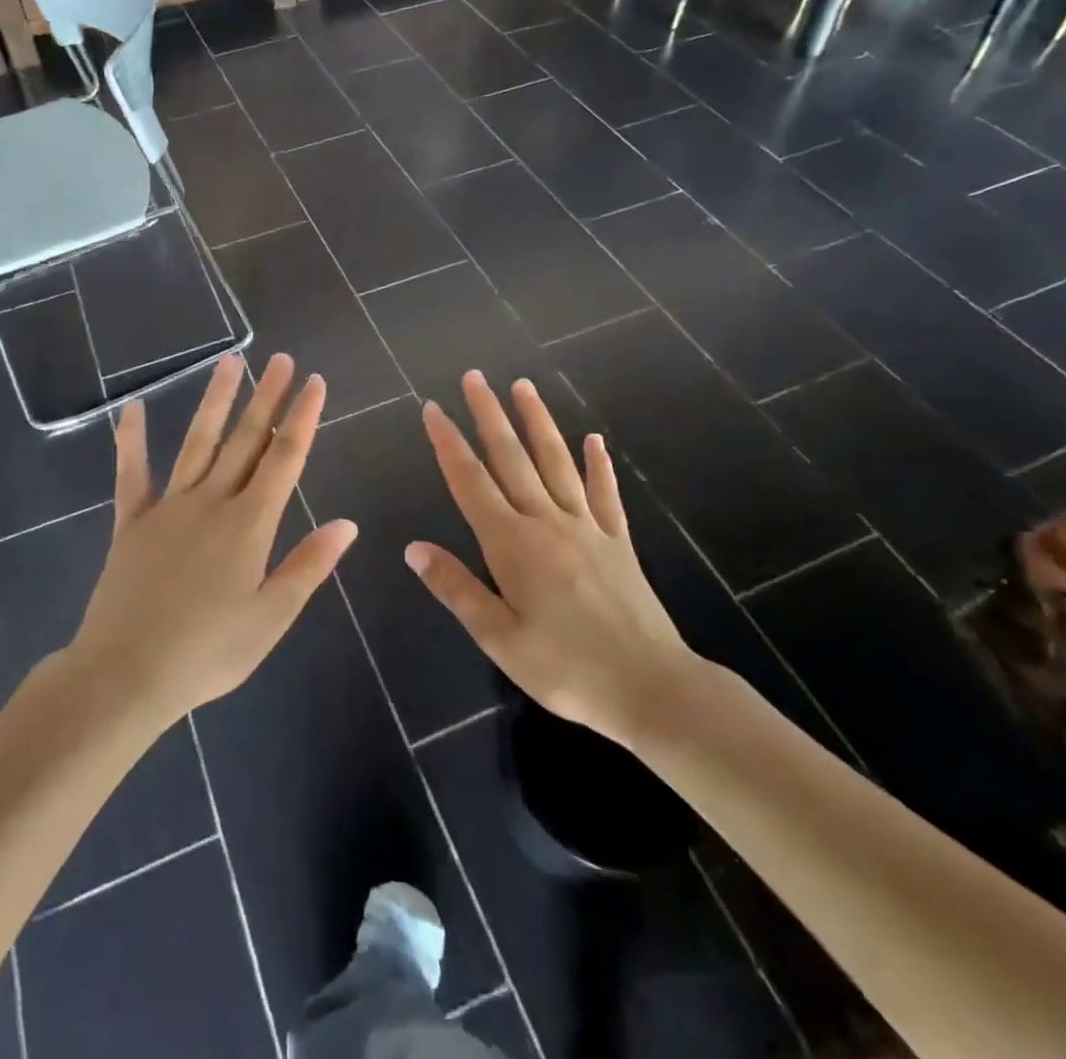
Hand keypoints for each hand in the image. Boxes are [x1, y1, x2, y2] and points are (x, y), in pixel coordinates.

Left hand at [69, 353, 357, 725]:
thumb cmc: (208, 653)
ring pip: (198, 443)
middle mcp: (212, 502)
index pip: (285, 458)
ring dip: (216, 402)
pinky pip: (132, 474)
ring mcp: (168, 507)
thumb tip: (347, 524)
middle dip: (267, 397)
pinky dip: (131, 441)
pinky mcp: (131, 522)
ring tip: (231, 362)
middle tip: (281, 360)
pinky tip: (131, 409)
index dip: (303, 418)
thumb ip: (308, 566)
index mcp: (250, 524)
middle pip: (246, 440)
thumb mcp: (271, 617)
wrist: (126, 674)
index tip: (315, 382)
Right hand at [407, 370, 708, 740]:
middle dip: (489, 415)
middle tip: (474, 377)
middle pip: (512, 458)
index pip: (471, 482)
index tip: (434, 409)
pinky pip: (605, 493)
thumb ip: (456, 588)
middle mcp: (547, 522)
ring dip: (538, 422)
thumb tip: (413, 548)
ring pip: (556, 462)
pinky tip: (594, 440)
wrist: (652, 688)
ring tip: (523, 386)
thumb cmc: (567, 669)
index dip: (449, 443)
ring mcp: (587, 527)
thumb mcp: (499, 638)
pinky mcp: (618, 541)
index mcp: (512, 545)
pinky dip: (598, 464)